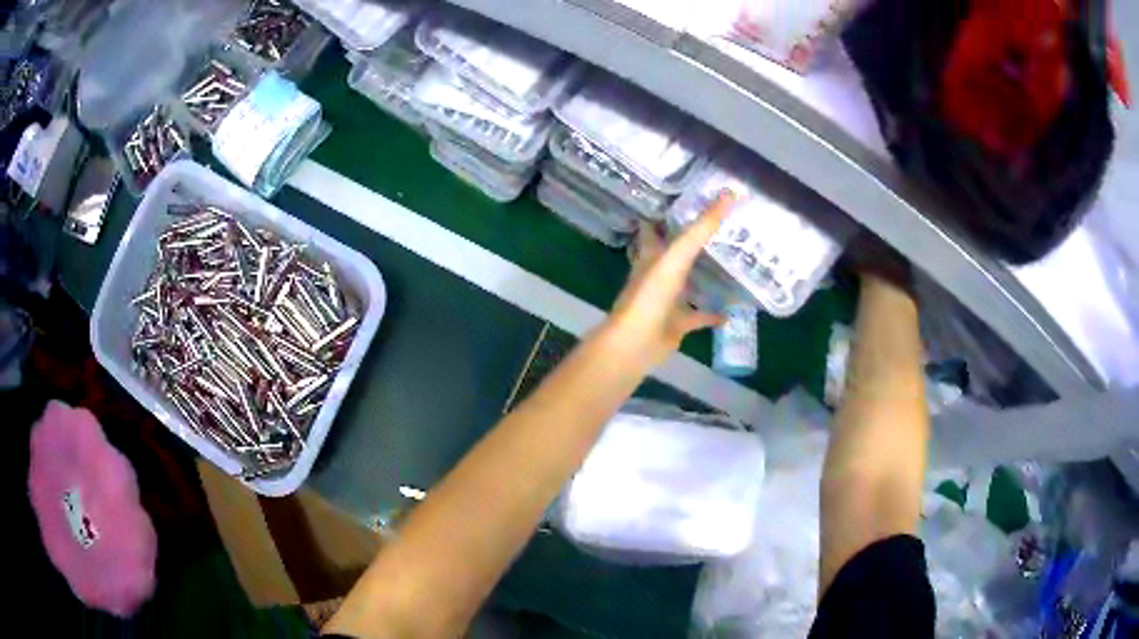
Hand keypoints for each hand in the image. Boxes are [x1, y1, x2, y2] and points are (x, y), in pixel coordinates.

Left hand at [605, 191, 734, 367]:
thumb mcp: (677, 256)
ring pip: (687, 283)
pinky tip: (733, 311)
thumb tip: (729, 192)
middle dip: (690, 240)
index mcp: (650, 254)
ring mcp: (666, 299)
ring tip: (730, 261)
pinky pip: (699, 316)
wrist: (636, 343)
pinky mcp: (677, 322)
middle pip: (673, 251)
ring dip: (703, 275)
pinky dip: (713, 314)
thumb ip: (701, 228)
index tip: (685, 197)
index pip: (653, 226)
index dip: (664, 212)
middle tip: (718, 225)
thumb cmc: (650, 295)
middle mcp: (656, 273)